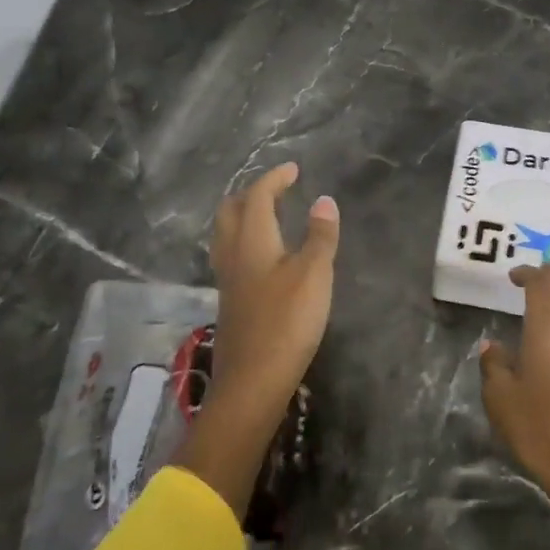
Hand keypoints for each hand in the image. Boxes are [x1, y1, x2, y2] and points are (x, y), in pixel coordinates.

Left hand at [209, 162, 339, 402]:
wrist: (254, 380)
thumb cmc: (287, 321)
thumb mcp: (314, 274)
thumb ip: (320, 235)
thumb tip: (323, 200)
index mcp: (252, 240)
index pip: (257, 197)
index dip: (274, 178)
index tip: (292, 169)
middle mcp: (233, 254)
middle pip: (230, 211)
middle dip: (250, 193)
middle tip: (276, 189)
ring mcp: (227, 280)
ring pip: (226, 234)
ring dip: (244, 216)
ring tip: (269, 215)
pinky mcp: (230, 301)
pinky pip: (231, 255)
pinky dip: (245, 240)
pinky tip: (264, 256)